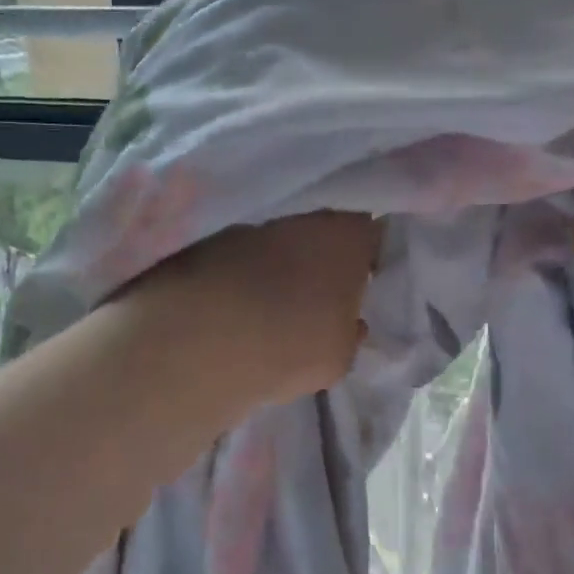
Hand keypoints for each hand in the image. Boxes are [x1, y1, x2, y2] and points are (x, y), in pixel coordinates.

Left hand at [121, 212, 382, 407]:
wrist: (201, 342)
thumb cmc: (293, 344)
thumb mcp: (341, 355)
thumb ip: (350, 331)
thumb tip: (349, 322)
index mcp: (347, 235)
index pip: (371, 234)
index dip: (368, 257)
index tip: (364, 282)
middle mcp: (302, 218)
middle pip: (322, 233)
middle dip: (322, 259)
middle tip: (321, 297)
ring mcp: (252, 227)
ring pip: (280, 244)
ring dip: (280, 267)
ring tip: (274, 308)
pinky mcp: (210, 242)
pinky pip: (241, 259)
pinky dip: (243, 276)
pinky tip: (238, 311)